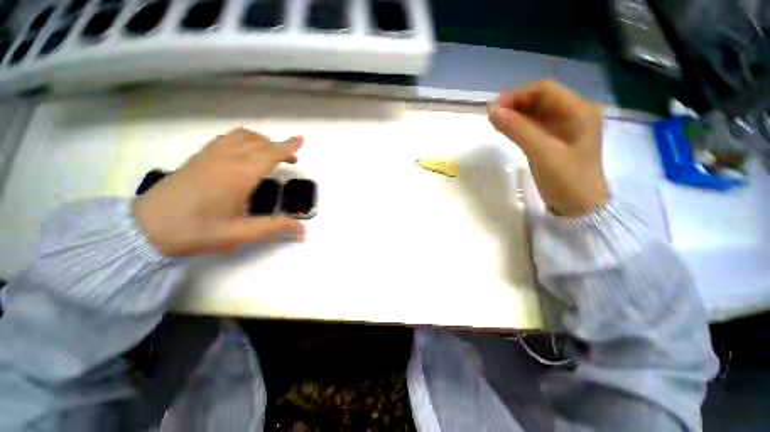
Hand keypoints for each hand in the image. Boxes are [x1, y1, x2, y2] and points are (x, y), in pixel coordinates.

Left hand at [133, 128, 304, 256]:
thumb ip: (273, 228)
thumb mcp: (239, 234)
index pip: (269, 153)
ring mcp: (209, 155)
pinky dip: (242, 139)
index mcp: (239, 175)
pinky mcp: (197, 157)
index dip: (287, 146)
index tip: (301, 140)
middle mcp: (226, 159)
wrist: (146, 229)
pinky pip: (226, 139)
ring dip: (260, 140)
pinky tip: (243, 152)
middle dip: (277, 146)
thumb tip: (303, 230)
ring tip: (270, 153)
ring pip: (240, 136)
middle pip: (257, 142)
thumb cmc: (196, 231)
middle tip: (291, 158)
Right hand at [488, 79, 607, 216]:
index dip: (519, 95)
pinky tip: (508, 132)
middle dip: (517, 105)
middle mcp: (576, 113)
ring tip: (498, 126)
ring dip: (517, 116)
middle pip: (542, 99)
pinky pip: (537, 126)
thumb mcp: (541, 152)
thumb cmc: (566, 179)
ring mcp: (568, 127)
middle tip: (494, 119)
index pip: (545, 90)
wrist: (580, 208)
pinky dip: (521, 127)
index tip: (496, 109)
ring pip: (538, 113)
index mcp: (580, 110)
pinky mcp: (558, 140)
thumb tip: (492, 110)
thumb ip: (517, 129)